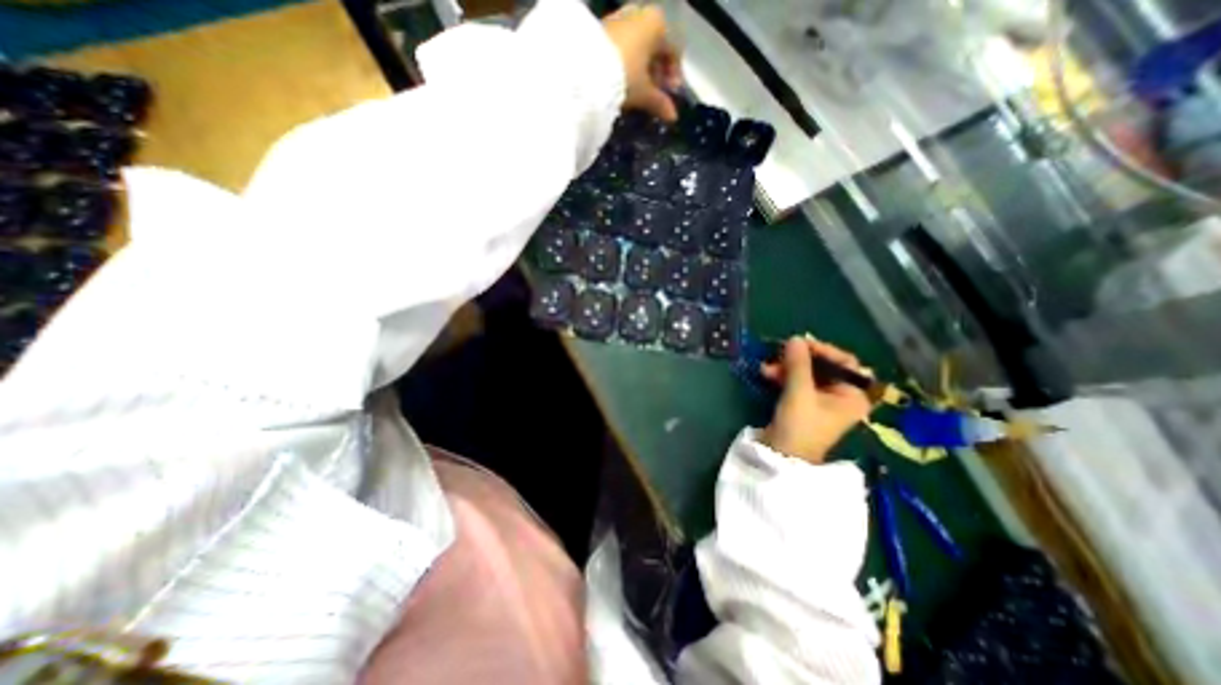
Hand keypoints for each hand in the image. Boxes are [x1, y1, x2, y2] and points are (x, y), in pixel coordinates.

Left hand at [603, 2, 682, 120]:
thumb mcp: (644, 93)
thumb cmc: (624, 76)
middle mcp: (639, 14)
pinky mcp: (601, 30)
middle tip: (654, 94)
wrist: (585, 70)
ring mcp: (618, 19)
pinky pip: (621, 46)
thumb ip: (660, 103)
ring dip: (641, 69)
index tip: (670, 95)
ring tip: (638, 91)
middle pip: (654, 46)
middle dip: (656, 72)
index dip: (674, 75)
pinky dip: (626, 63)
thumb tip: (673, 117)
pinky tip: (623, 82)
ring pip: (637, 46)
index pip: (673, 50)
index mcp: (656, 23)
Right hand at [759, 336, 873, 464]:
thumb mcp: (799, 392)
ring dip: (786, 368)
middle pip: (823, 367)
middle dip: (799, 360)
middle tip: (779, 354)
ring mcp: (822, 401)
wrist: (782, 457)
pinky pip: (797, 382)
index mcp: (852, 395)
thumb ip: (798, 364)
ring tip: (766, 368)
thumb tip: (795, 339)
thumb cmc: (799, 426)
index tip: (800, 344)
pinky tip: (766, 374)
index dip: (823, 350)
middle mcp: (842, 396)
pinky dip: (784, 377)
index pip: (845, 362)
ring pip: (807, 374)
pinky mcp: (805, 404)